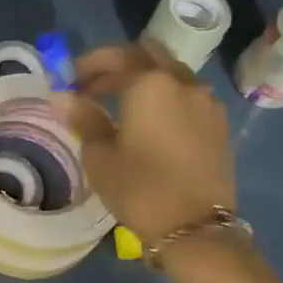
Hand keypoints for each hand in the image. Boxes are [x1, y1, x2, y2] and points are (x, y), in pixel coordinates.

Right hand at [54, 40, 236, 246]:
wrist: (196, 228)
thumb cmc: (140, 188)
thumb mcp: (101, 155)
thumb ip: (85, 118)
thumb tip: (63, 97)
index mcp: (150, 84)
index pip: (115, 58)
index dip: (89, 65)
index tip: (71, 80)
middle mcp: (182, 82)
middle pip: (148, 54)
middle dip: (119, 63)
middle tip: (95, 83)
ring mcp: (206, 101)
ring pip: (170, 72)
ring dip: (144, 78)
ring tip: (121, 102)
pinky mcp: (219, 123)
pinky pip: (187, 94)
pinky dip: (165, 95)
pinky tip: (150, 119)